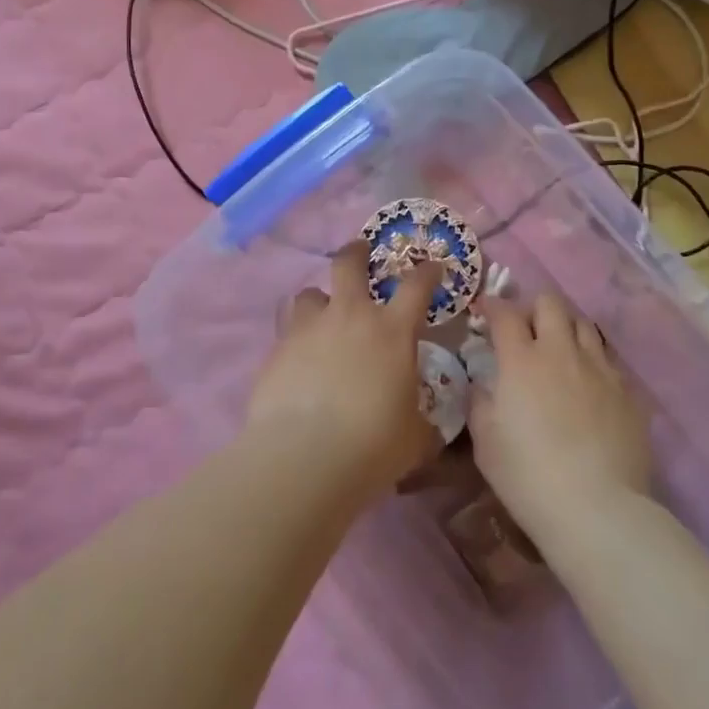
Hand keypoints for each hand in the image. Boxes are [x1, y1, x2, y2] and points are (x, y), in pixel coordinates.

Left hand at [245, 242, 442, 500]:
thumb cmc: (373, 444)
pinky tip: (298, 362)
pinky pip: (288, 331)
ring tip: (321, 317)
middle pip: (349, 263)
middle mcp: (349, 316)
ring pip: (310, 293)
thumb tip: (426, 425)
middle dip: (356, 252)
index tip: (432, 268)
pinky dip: (297, 339)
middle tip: (360, 251)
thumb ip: (420, 420)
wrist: (304, 456)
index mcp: (391, 331)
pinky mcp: (277, 349)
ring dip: (319, 301)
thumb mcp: (414, 436)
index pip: (416, 286)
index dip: (427, 272)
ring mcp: (308, 328)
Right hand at [467, 293, 652, 548]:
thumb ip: (480, 402)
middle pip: (551, 303)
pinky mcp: (628, 392)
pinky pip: (608, 359)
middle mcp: (562, 352)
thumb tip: (481, 384)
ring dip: (566, 328)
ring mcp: (600, 369)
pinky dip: (592, 361)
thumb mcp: (485, 442)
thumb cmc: (528, 476)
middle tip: (526, 330)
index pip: (505, 313)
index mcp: (521, 360)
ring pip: (584, 324)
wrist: (597, 509)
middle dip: (534, 308)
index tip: (486, 311)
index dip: (493, 305)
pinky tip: (588, 384)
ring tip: (559, 350)